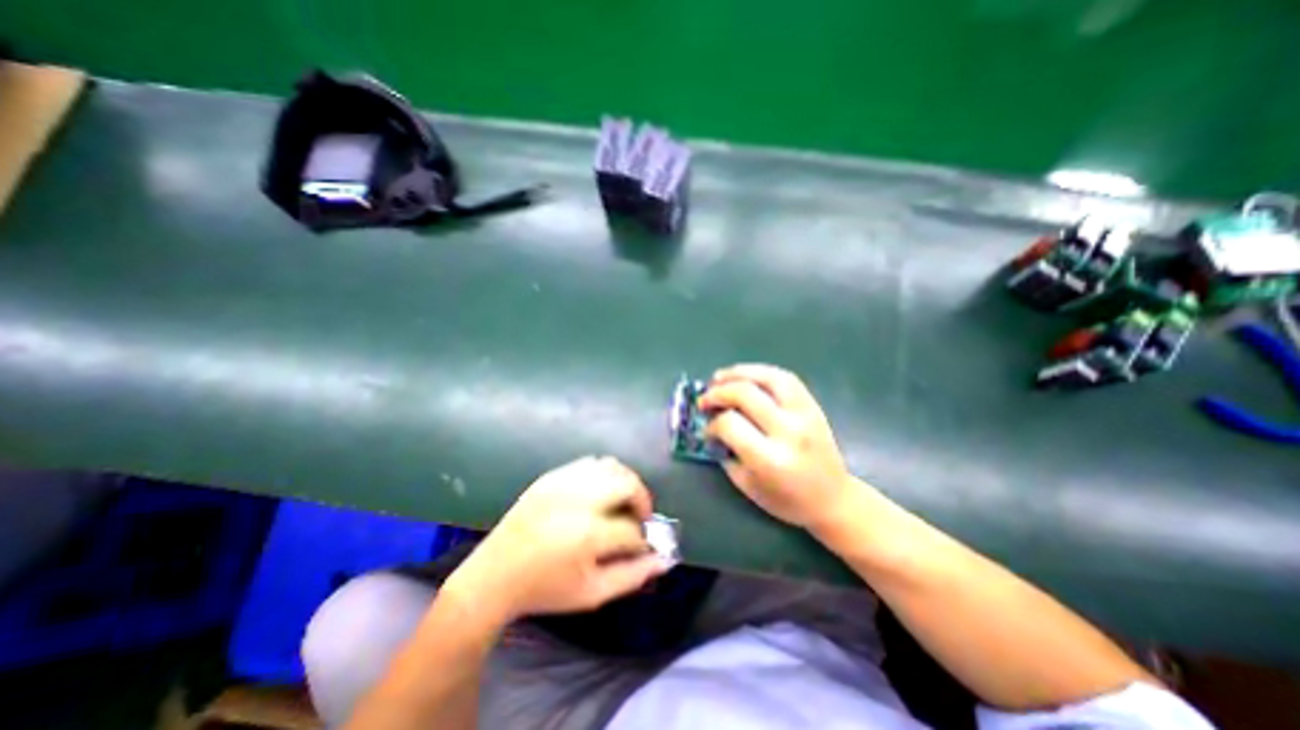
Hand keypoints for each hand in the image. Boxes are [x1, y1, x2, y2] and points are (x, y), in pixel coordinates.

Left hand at [448, 455, 669, 619]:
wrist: (493, 577)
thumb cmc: (545, 590)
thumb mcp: (592, 594)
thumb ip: (633, 576)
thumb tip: (665, 559)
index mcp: (587, 535)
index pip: (633, 528)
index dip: (643, 538)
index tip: (643, 546)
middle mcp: (577, 500)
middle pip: (627, 483)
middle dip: (642, 499)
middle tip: (639, 517)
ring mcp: (562, 483)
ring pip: (610, 466)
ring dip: (624, 482)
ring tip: (621, 502)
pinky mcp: (551, 476)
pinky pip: (588, 463)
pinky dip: (603, 475)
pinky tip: (599, 493)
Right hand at [706, 366, 861, 530]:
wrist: (834, 500)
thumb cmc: (788, 500)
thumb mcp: (747, 485)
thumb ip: (726, 454)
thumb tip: (711, 425)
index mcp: (770, 459)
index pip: (730, 424)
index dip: (712, 423)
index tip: (707, 428)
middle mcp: (788, 431)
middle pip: (745, 394)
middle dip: (717, 393)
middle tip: (704, 399)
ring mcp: (804, 414)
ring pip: (767, 378)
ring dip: (738, 373)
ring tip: (720, 377)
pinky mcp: (813, 406)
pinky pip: (785, 378)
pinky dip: (761, 371)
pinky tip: (746, 376)